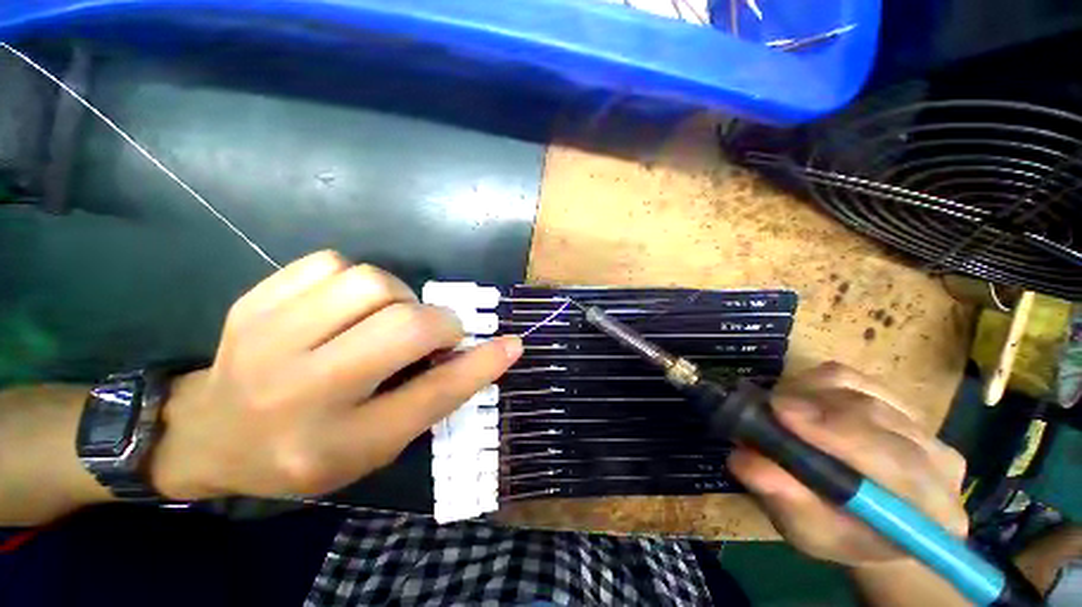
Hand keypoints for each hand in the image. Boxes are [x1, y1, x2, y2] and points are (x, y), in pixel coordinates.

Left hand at [149, 251, 521, 500]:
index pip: (432, 395)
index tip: (513, 344)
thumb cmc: (305, 450)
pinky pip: (330, 263)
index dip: (481, 365)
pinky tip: (346, 304)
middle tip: (434, 331)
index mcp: (340, 442)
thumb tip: (481, 352)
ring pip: (369, 282)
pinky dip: (355, 278)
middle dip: (438, 322)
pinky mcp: (253, 302)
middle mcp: (303, 391)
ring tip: (387, 316)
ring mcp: (268, 339)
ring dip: (398, 296)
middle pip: (403, 326)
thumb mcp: (375, 445)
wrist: (209, 433)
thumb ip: (430, 398)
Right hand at [728, 363, 967, 566]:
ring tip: (778, 410)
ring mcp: (922, 427)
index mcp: (932, 513)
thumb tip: (744, 459)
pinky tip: (799, 400)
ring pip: (861, 393)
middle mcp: (939, 463)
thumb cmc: (838, 536)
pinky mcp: (896, 401)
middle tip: (765, 408)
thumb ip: (783, 498)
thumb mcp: (806, 531)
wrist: (866, 523)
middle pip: (878, 418)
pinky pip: (854, 379)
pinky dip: (816, 383)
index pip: (898, 462)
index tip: (780, 412)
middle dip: (815, 408)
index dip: (838, 432)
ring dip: (810, 396)